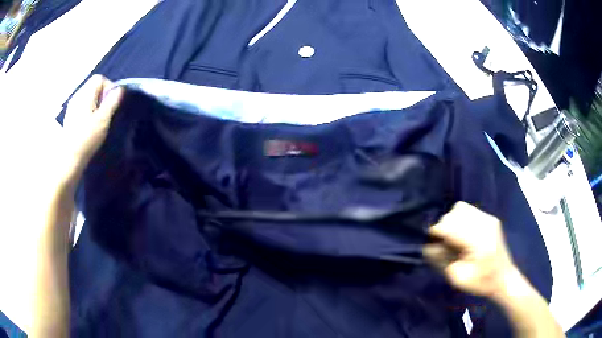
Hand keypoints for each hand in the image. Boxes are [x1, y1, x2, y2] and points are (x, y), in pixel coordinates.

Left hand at [63, 74, 123, 172]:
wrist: (69, 159)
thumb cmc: (86, 138)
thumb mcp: (103, 120)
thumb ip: (112, 102)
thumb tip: (120, 89)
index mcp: (85, 94)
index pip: (99, 79)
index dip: (109, 87)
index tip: (112, 103)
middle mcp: (77, 96)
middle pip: (92, 86)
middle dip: (102, 95)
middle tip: (106, 113)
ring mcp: (72, 107)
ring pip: (87, 97)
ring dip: (95, 104)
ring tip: (98, 120)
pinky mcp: (69, 117)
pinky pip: (82, 106)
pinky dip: (88, 110)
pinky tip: (89, 125)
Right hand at [423, 202, 516, 298]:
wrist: (503, 278)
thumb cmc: (481, 282)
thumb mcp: (458, 278)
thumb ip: (441, 260)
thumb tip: (427, 246)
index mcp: (478, 241)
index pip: (450, 226)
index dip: (436, 233)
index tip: (431, 244)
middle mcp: (484, 224)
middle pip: (454, 214)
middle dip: (444, 228)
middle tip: (444, 244)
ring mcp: (488, 218)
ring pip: (460, 208)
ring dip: (452, 221)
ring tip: (453, 237)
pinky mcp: (490, 218)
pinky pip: (468, 210)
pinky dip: (460, 218)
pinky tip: (462, 233)